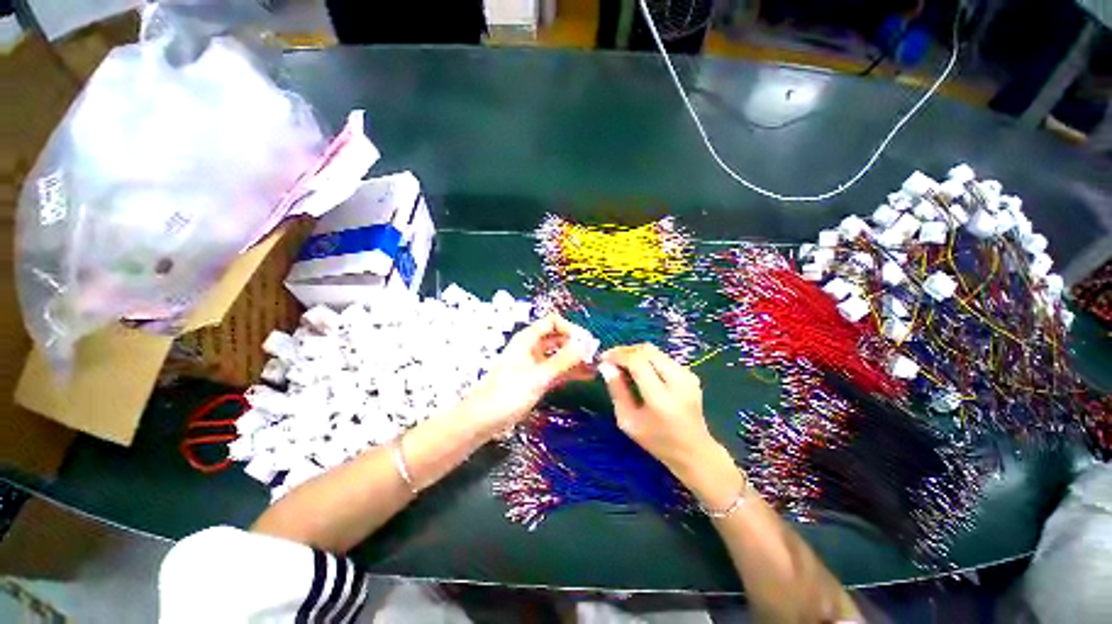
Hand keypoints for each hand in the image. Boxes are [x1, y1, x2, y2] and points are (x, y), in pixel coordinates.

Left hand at [458, 314, 594, 437]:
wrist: (484, 419)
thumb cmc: (509, 393)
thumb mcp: (539, 376)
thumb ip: (564, 360)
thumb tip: (587, 344)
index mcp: (528, 339)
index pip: (554, 322)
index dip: (571, 329)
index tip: (586, 343)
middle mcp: (532, 347)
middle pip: (558, 337)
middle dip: (576, 344)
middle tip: (594, 356)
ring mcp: (535, 363)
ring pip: (559, 354)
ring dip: (575, 358)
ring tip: (595, 367)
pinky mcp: (536, 378)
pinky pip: (557, 369)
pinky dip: (570, 371)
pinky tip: (586, 376)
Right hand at [598, 344, 718, 473]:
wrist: (694, 450)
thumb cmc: (657, 441)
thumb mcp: (628, 422)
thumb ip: (617, 391)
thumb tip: (606, 366)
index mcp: (661, 398)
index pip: (637, 362)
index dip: (618, 355)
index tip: (603, 358)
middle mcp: (678, 381)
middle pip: (647, 351)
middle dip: (625, 351)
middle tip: (611, 360)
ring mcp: (687, 375)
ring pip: (654, 351)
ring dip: (635, 354)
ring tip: (622, 365)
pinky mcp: (690, 374)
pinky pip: (662, 357)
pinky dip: (646, 359)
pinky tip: (638, 371)